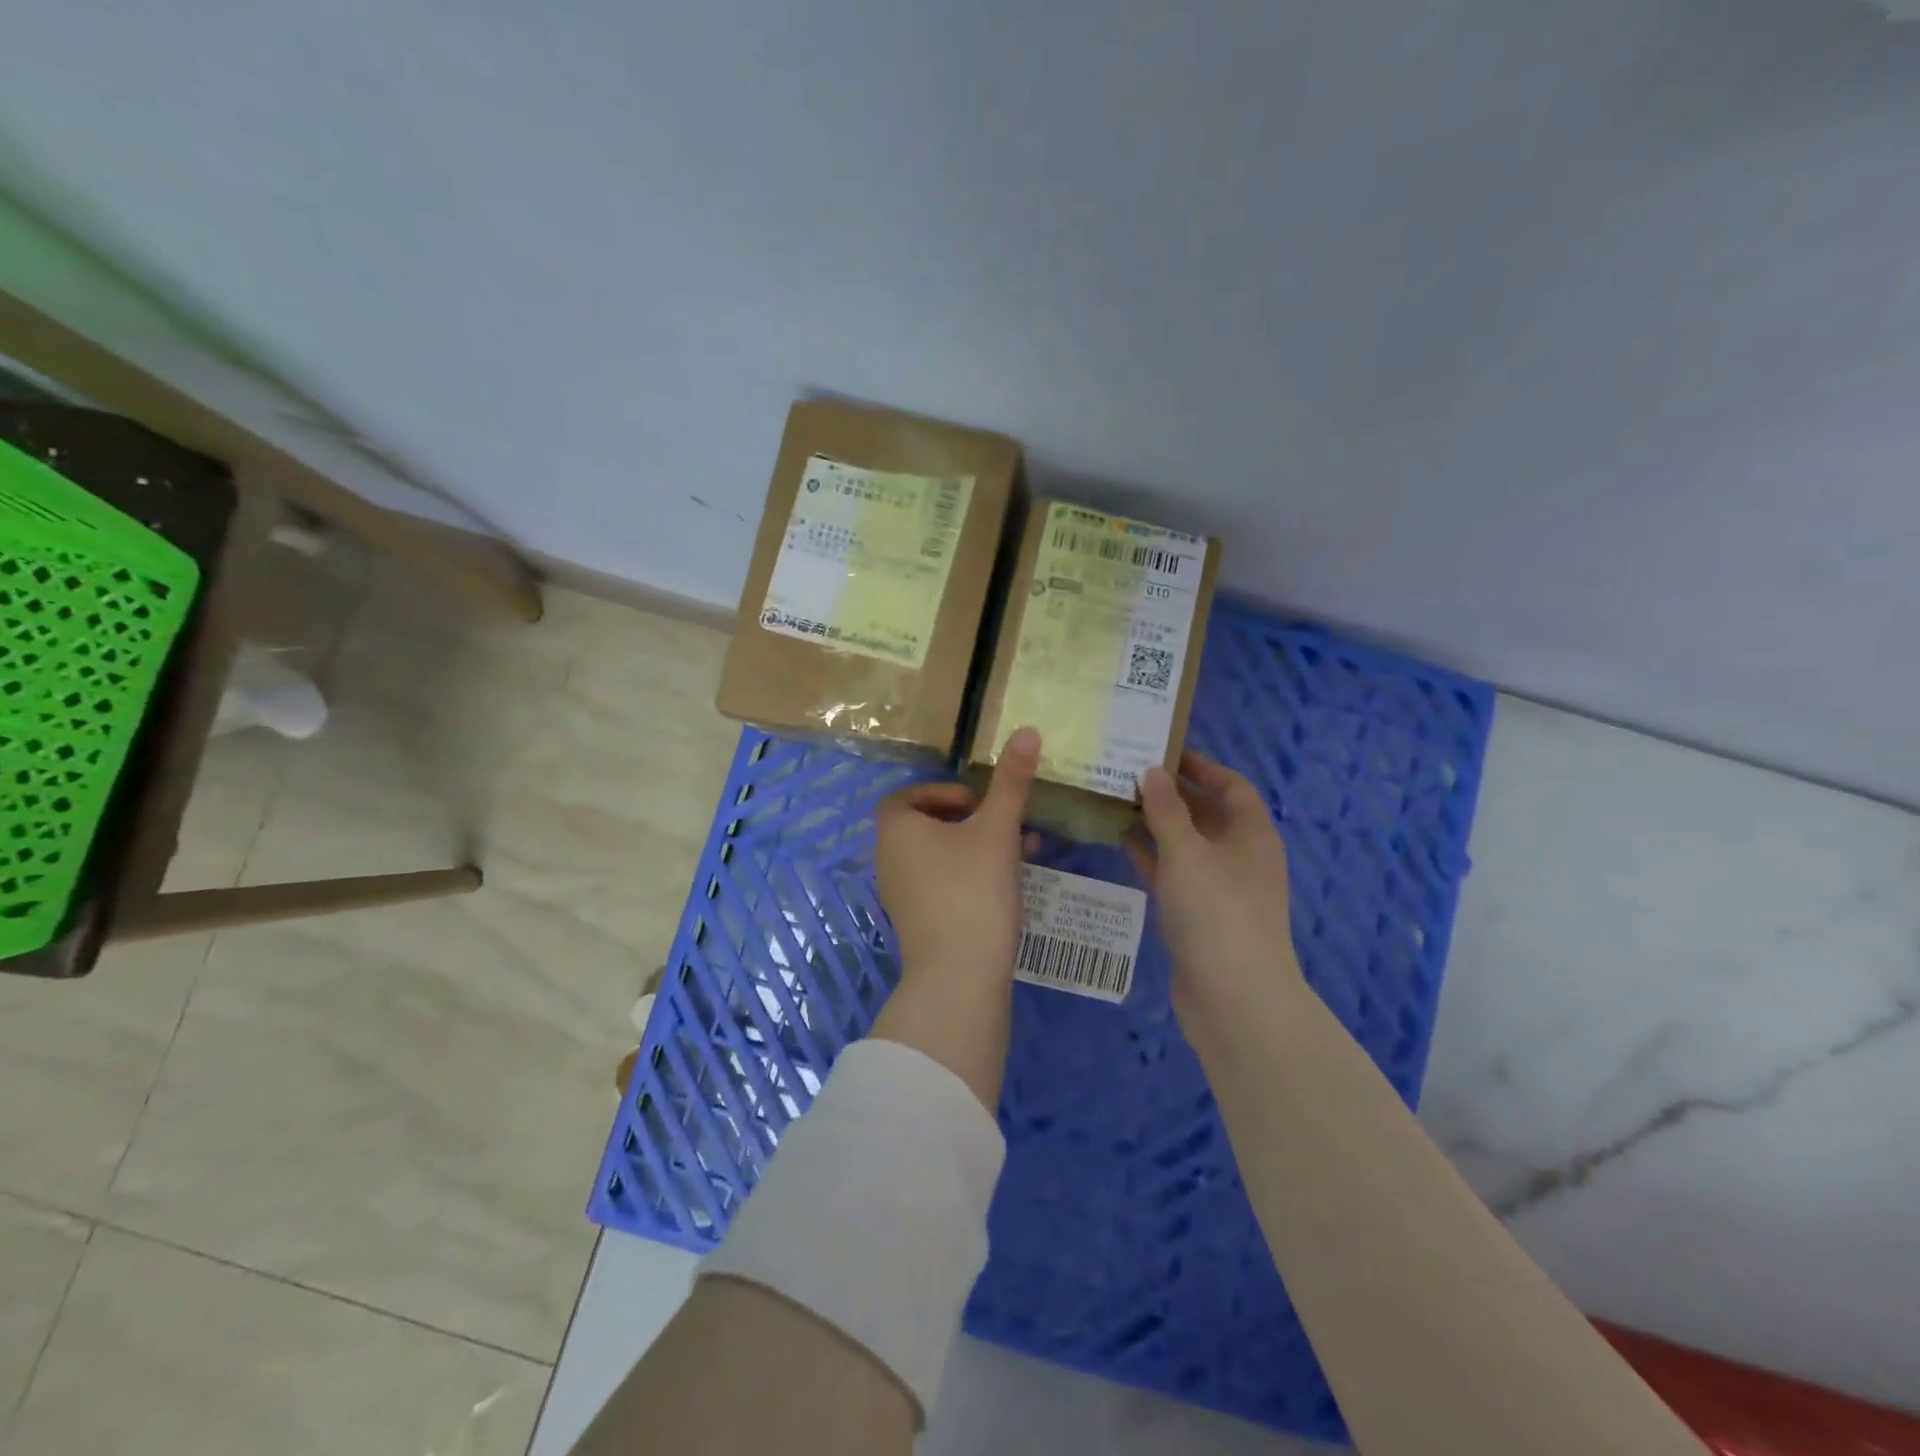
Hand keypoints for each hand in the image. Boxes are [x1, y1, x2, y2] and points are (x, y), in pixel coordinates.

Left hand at [869, 727, 1040, 1107]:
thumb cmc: (973, 891)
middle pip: (926, 826)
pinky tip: (1008, 886)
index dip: (941, 793)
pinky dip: (969, 875)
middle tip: (1002, 825)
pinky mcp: (918, 923)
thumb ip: (1011, 782)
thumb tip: (1027, 730)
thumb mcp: (997, 831)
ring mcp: (901, 895)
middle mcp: (889, 860)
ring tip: (1019, 853)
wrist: (959, 977)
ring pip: (939, 857)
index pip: (906, 797)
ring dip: (974, 848)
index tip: (976, 802)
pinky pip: (941, 884)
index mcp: (896, 830)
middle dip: (969, 821)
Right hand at [1125, 751, 1303, 1028]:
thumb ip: (1166, 809)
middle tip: (1126, 773)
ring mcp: (1219, 888)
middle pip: (1206, 813)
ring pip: (1185, 844)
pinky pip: (1173, 873)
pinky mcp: (1197, 914)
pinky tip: (1119, 841)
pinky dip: (1151, 856)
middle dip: (1170, 794)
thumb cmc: (1216, 912)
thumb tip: (1151, 770)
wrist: (1233, 999)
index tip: (1162, 752)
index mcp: (1251, 834)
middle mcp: (1239, 856)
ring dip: (1155, 824)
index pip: (1231, 786)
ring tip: (1115, 800)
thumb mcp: (1187, 852)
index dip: (1202, 767)